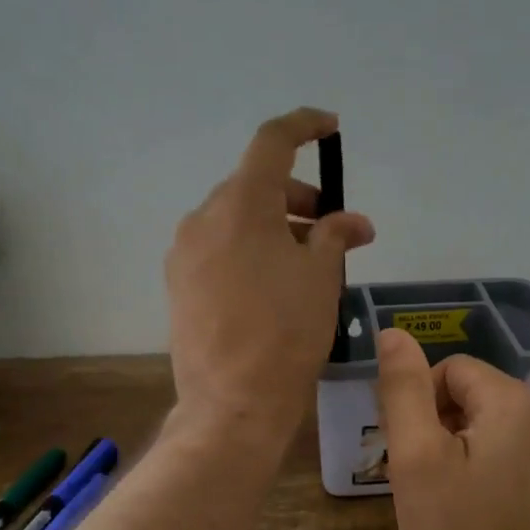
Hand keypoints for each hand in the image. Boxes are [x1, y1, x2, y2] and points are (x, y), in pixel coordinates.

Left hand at [166, 109, 374, 449]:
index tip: (330, 128)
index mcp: (241, 205)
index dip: (304, 126)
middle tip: (333, 226)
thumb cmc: (286, 334)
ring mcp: (184, 251)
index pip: (272, 142)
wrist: (231, 403)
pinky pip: (219, 247)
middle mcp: (203, 218)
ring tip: (308, 260)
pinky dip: (249, 248)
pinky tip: (273, 282)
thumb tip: (351, 222)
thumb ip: (335, 235)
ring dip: (275, 225)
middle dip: (298, 196)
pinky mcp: (178, 283)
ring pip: (235, 218)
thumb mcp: (321, 278)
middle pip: (255, 185)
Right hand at [374, 327, 529, 529]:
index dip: (419, 403)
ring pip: (494, 429)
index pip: (451, 370)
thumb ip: (404, 388)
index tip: (405, 451)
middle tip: (418, 478)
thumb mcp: (416, 458)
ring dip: (461, 450)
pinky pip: (515, 458)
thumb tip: (394, 333)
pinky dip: (487, 472)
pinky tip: (473, 514)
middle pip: (475, 397)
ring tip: (443, 500)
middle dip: (439, 426)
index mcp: (516, 402)